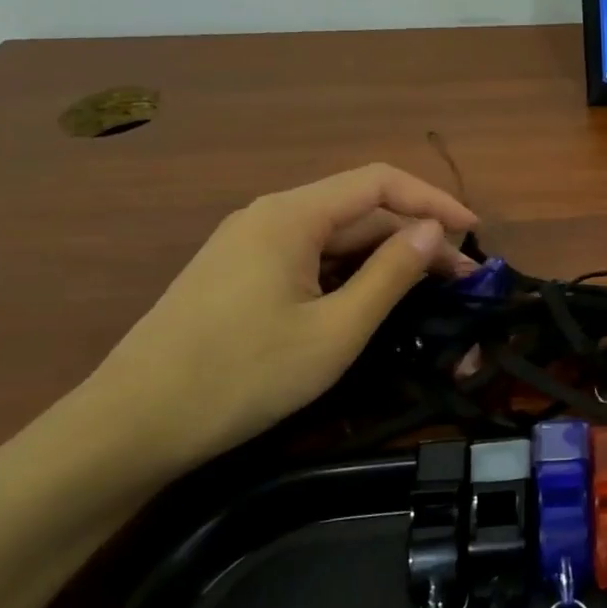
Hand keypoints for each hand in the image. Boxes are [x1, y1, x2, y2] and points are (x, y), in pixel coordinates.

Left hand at [86, 164, 476, 474]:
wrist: (132, 425)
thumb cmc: (243, 375)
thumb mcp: (335, 330)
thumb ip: (390, 274)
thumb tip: (434, 232)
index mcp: (291, 216)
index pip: (379, 182)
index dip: (433, 200)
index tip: (474, 232)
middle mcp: (268, 216)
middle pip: (358, 209)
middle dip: (415, 236)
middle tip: (462, 279)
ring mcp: (247, 245)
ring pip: (334, 236)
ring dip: (385, 257)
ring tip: (429, 290)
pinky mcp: (238, 275)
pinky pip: (308, 258)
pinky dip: (350, 272)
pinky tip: (371, 300)